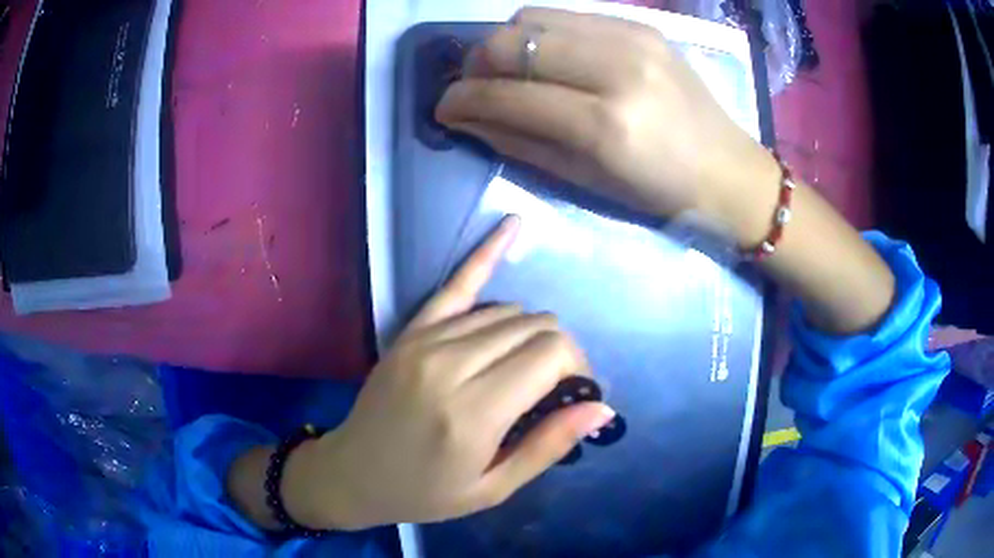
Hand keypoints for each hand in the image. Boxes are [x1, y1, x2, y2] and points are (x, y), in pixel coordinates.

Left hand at [282, 217, 615, 529]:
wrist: (353, 473)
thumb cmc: (425, 492)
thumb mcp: (493, 488)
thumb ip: (549, 445)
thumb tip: (603, 408)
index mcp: (474, 413)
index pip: (552, 354)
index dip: (578, 368)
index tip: (575, 395)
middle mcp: (451, 366)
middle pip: (536, 327)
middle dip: (560, 351)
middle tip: (554, 388)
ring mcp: (426, 341)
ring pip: (509, 310)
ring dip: (533, 331)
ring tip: (530, 367)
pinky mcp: (411, 331)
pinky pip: (458, 283)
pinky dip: (488, 254)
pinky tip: (515, 225)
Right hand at [436, 8, 780, 242]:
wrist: (727, 168)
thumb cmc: (659, 191)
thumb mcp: (585, 181)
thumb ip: (519, 142)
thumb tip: (465, 118)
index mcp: (605, 124)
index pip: (508, 94)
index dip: (462, 98)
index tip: (443, 107)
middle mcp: (616, 68)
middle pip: (513, 41)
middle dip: (475, 62)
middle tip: (471, 85)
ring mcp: (631, 38)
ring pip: (533, 17)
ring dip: (504, 42)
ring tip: (505, 68)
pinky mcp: (641, 25)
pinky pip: (567, 15)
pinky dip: (540, 33)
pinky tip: (544, 56)